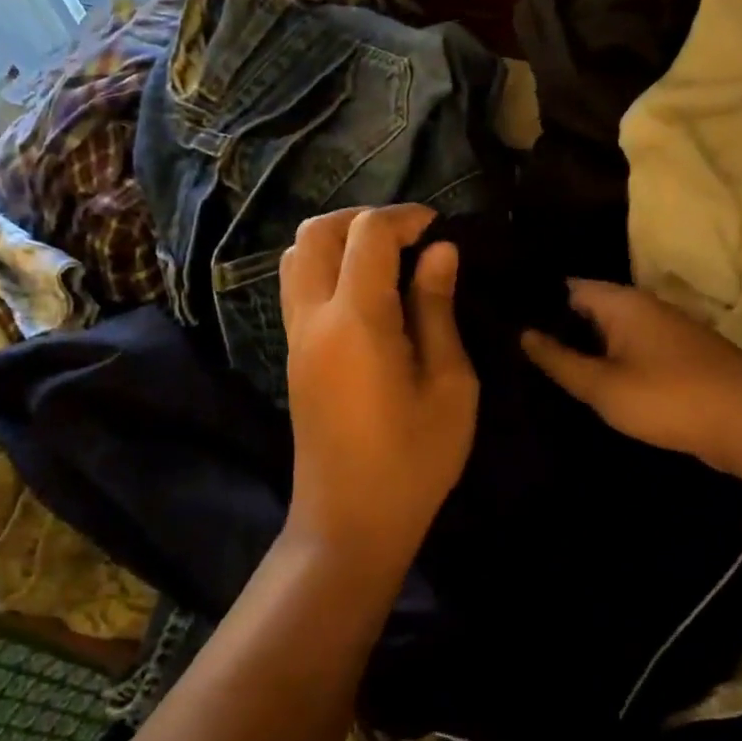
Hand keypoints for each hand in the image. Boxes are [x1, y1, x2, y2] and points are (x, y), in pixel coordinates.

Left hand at [281, 205, 477, 574]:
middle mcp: (313, 318)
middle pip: (317, 233)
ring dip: (338, 241)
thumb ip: (438, 310)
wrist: (349, 522)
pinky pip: (296, 287)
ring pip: (296, 256)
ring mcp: (295, 337)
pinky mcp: (292, 355)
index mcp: (356, 320)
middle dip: (363, 219)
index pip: (367, 234)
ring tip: (384, 260)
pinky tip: (365, 293)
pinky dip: (325, 268)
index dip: (404, 218)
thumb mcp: (448, 386)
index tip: (438, 229)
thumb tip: (439, 252)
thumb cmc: (413, 461)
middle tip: (408, 238)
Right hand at [521, 281, 741, 472]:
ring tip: (547, 368)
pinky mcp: (681, 357)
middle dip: (560, 327)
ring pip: (614, 332)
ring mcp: (667, 331)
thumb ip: (561, 361)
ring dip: (587, 347)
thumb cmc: (670, 398)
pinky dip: (613, 361)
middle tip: (519, 351)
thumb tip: (524, 334)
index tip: (507, 322)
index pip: (569, 287)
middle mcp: (645, 307)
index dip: (538, 303)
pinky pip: (635, 350)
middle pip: (592, 308)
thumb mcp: (604, 386)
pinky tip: (594, 383)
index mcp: (623, 303)